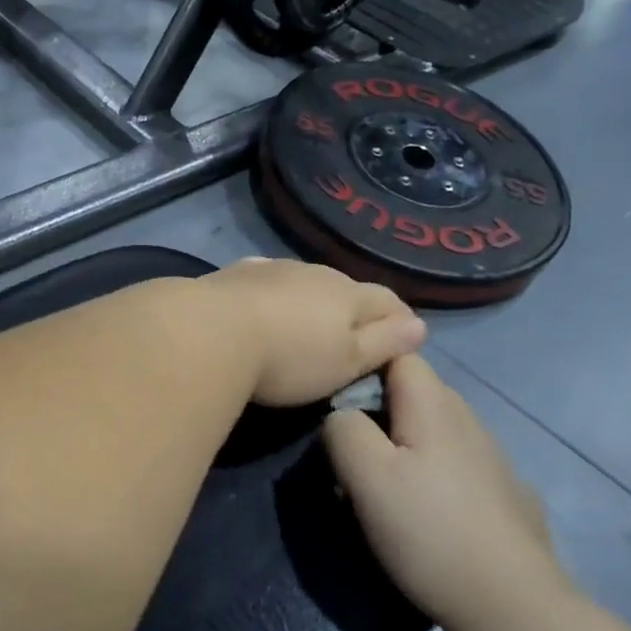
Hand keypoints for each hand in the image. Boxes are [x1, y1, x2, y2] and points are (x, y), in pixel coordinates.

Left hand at [201, 258, 425, 407]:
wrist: (211, 331)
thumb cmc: (290, 356)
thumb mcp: (347, 361)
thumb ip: (384, 343)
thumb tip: (419, 326)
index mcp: (348, 294)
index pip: (387, 300)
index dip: (399, 319)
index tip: (402, 338)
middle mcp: (314, 272)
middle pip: (346, 287)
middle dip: (355, 308)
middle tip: (352, 336)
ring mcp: (273, 269)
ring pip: (305, 281)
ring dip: (312, 299)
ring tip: (306, 323)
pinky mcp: (237, 274)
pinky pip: (267, 280)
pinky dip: (275, 293)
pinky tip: (265, 302)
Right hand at [323, 354, 568, 630]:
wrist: (513, 607)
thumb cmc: (428, 530)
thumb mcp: (366, 475)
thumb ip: (343, 428)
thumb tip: (341, 415)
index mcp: (435, 404)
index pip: (397, 352)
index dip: (363, 368)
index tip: (340, 407)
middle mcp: (469, 419)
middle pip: (414, 392)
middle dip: (379, 412)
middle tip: (352, 456)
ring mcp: (494, 457)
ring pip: (435, 431)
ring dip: (406, 447)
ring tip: (384, 491)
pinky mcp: (506, 494)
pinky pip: (456, 466)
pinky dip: (434, 476)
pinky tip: (428, 516)